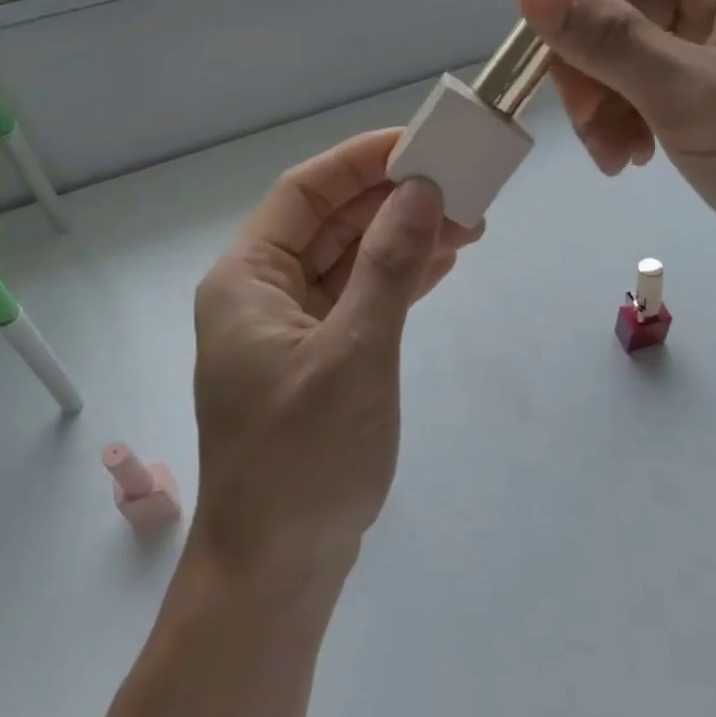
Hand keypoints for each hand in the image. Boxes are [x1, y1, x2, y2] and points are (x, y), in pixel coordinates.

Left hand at [190, 130, 481, 582]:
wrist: (278, 572)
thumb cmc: (304, 458)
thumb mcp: (354, 352)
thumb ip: (389, 266)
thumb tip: (422, 190)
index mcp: (247, 279)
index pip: (304, 193)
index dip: (360, 162)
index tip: (419, 144)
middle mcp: (263, 294)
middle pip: (330, 223)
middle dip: (392, 200)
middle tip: (460, 183)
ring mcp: (291, 329)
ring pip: (350, 261)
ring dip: (403, 238)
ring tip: (468, 221)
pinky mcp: (319, 359)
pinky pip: (359, 300)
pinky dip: (398, 279)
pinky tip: (443, 263)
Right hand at [516, 0, 715, 281]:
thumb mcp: (689, 96)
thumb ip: (608, 40)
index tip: (527, 15)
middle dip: (585, 54)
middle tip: (575, 112)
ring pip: (626, 45)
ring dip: (600, 96)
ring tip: (606, 154)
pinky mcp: (714, 88)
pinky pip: (645, 82)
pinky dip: (624, 116)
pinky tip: (627, 159)